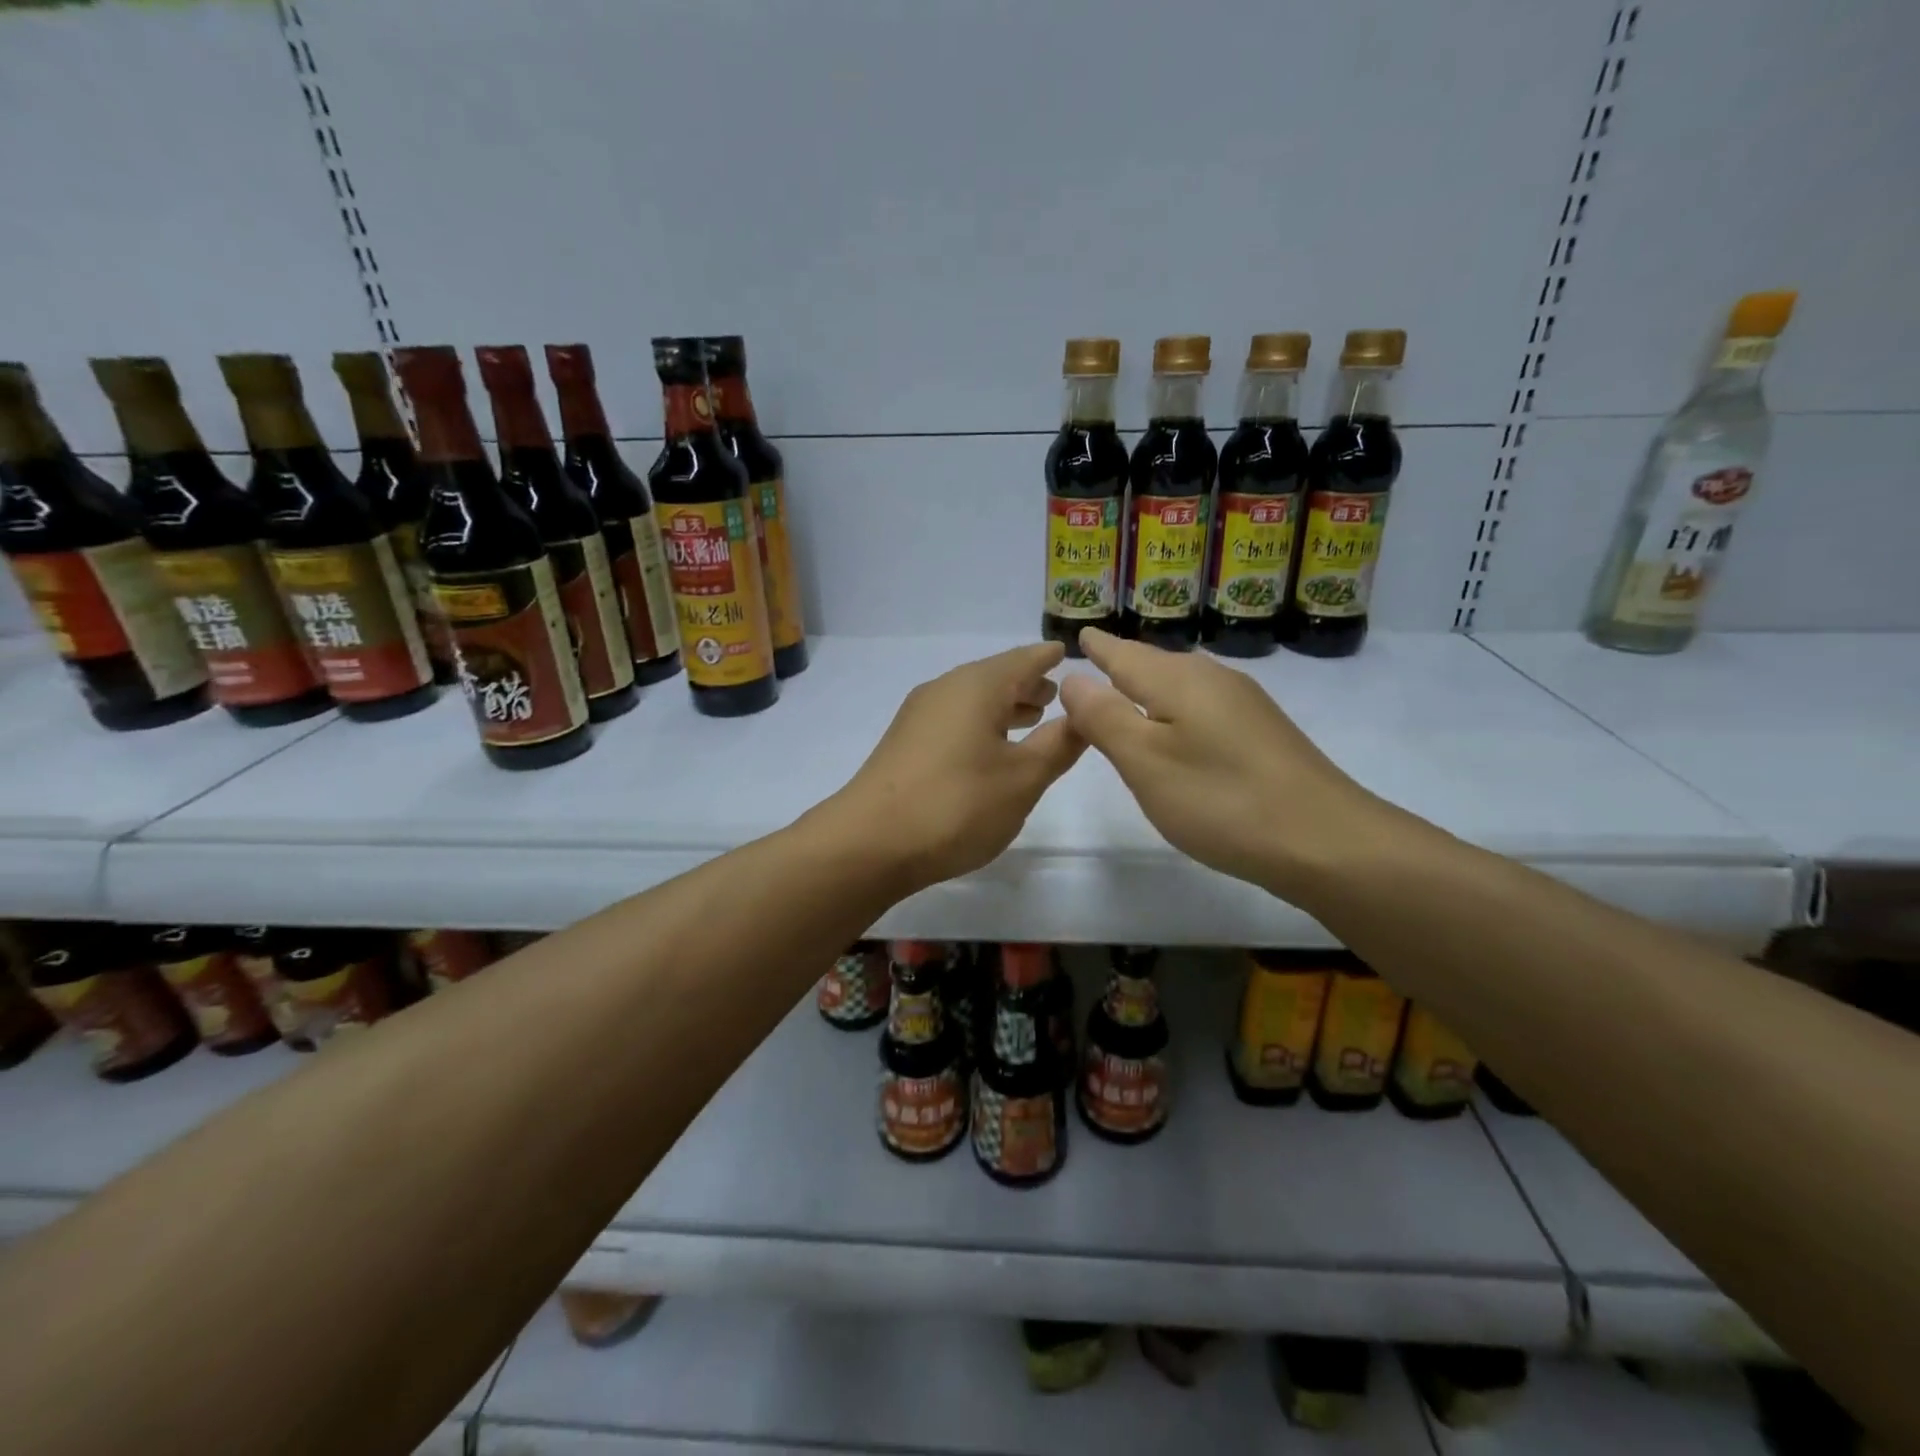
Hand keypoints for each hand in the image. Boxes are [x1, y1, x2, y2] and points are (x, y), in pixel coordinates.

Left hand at [826, 642, 1085, 892]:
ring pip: (972, 700)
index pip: (1024, 659)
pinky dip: (980, 724)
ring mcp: (919, 716)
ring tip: (1031, 720)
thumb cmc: (957, 805)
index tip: (1067, 655)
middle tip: (1056, 696)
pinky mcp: (904, 744)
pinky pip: (954, 720)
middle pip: (995, 677)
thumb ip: (1058, 745)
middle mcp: (945, 689)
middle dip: (1027, 685)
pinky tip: (989, 750)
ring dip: (1003, 707)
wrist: (869, 843)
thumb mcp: (1023, 779)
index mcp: (977, 686)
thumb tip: (1083, 714)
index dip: (1048, 658)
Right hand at [1058, 628, 1393, 893]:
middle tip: (1095, 659)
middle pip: (1156, 664)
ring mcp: (1245, 706)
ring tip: (1127, 689)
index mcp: (1178, 680)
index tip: (1081, 633)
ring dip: (1151, 686)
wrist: (1326, 841)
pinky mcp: (1263, 733)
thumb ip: (1104, 718)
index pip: (1125, 654)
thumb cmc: (1220, 800)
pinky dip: (1177, 710)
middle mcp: (1213, 680)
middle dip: (1123, 662)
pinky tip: (1179, 729)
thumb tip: (1073, 678)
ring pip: (1183, 685)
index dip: (1100, 647)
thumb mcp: (1145, 762)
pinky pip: (1204, 707)